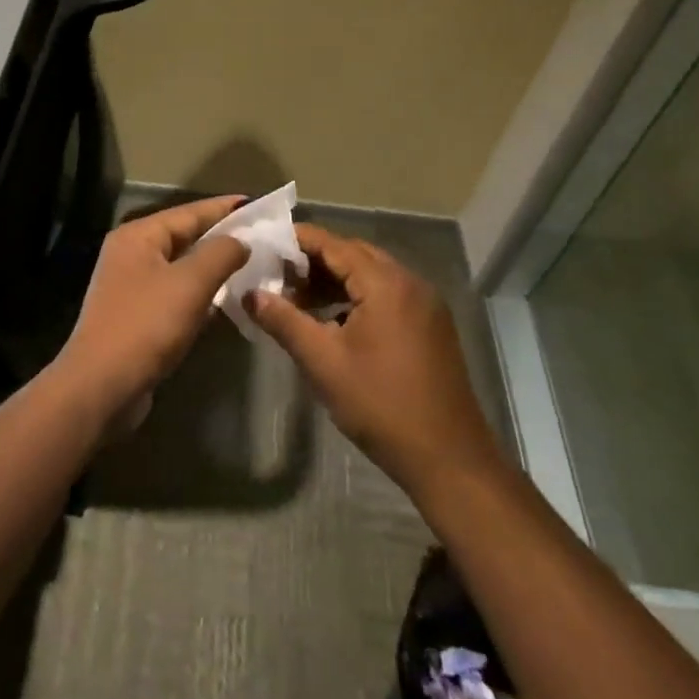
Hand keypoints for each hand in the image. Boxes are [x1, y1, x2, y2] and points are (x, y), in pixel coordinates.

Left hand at [58, 195, 249, 422]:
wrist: (102, 386)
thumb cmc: (146, 326)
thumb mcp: (190, 283)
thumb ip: (220, 254)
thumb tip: (241, 241)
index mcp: (138, 237)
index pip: (189, 212)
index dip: (225, 209)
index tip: (259, 205)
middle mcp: (132, 255)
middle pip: (185, 238)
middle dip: (223, 238)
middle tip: (264, 238)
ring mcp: (132, 288)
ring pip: (182, 269)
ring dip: (215, 269)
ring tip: (254, 266)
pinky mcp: (138, 317)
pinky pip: (177, 295)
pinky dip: (201, 295)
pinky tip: (228, 302)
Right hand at [246, 224, 497, 497]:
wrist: (448, 458)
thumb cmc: (380, 405)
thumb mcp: (323, 362)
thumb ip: (284, 321)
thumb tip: (251, 294)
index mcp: (386, 284)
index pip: (334, 244)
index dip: (298, 241)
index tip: (265, 243)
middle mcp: (410, 283)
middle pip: (355, 255)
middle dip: (315, 261)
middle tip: (277, 275)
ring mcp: (426, 305)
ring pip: (373, 275)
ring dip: (336, 281)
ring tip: (299, 300)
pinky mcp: (431, 326)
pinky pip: (388, 295)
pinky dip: (358, 298)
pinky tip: (334, 322)